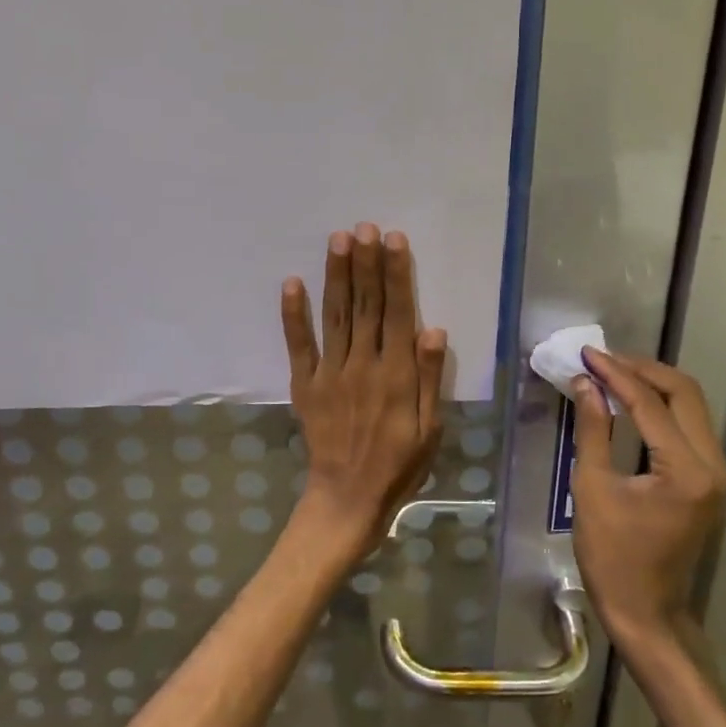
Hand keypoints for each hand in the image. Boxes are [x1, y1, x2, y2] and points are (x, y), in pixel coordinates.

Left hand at [280, 224, 447, 556]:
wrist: (348, 499)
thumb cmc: (399, 464)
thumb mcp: (430, 428)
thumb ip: (430, 377)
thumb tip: (433, 328)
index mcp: (396, 374)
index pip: (398, 313)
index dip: (396, 274)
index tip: (393, 240)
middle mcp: (363, 365)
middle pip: (366, 305)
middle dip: (366, 263)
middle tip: (364, 227)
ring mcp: (330, 373)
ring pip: (336, 316)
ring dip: (336, 276)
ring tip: (338, 240)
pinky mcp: (306, 385)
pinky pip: (299, 345)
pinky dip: (293, 315)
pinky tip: (292, 283)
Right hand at [570, 349, 725, 643]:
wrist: (646, 611)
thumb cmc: (612, 556)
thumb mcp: (592, 488)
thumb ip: (593, 429)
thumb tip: (586, 383)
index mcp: (685, 471)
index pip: (650, 404)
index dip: (616, 374)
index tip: (587, 354)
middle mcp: (713, 466)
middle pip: (684, 393)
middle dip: (642, 369)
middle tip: (602, 359)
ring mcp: (717, 473)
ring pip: (692, 406)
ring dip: (654, 383)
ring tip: (613, 372)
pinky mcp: (710, 479)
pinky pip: (690, 425)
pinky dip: (662, 405)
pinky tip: (632, 399)